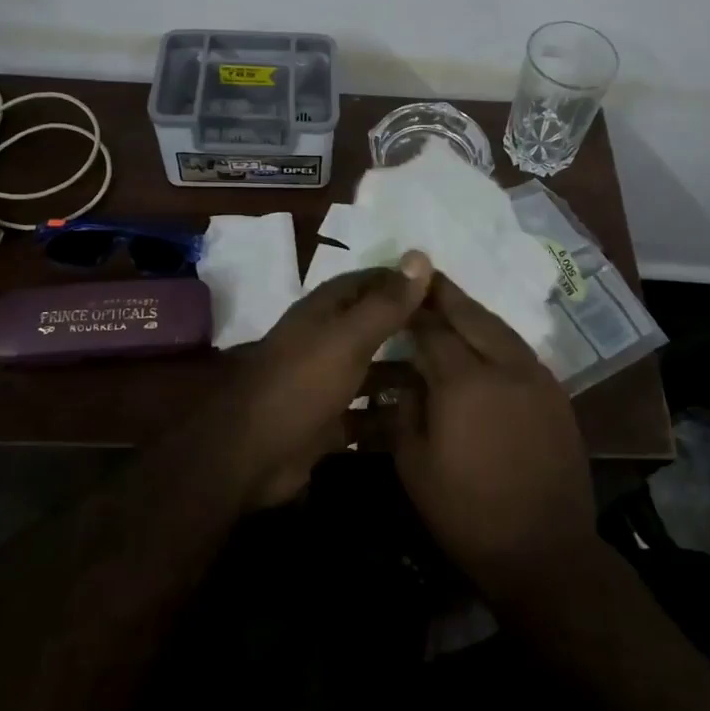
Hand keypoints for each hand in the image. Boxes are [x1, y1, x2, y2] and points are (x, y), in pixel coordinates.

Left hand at [219, 252, 432, 507]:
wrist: (251, 454)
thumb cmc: (302, 384)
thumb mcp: (348, 338)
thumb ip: (385, 303)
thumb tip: (420, 256)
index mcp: (324, 312)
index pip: (370, 282)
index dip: (404, 282)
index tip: (446, 289)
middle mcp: (324, 341)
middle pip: (373, 327)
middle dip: (410, 329)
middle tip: (458, 338)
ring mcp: (325, 383)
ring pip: (372, 371)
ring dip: (403, 374)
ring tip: (450, 380)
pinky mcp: (327, 422)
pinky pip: (365, 414)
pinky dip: (388, 415)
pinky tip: (423, 420)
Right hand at [395, 274, 598, 599]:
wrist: (544, 550)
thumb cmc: (466, 513)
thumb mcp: (414, 465)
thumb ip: (404, 410)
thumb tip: (406, 378)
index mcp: (464, 382)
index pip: (432, 330)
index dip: (413, 311)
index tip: (397, 294)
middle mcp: (504, 366)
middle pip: (472, 316)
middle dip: (446, 295)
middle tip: (426, 275)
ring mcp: (536, 377)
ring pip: (501, 328)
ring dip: (474, 312)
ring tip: (452, 302)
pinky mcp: (556, 394)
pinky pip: (520, 350)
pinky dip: (497, 336)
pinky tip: (485, 341)